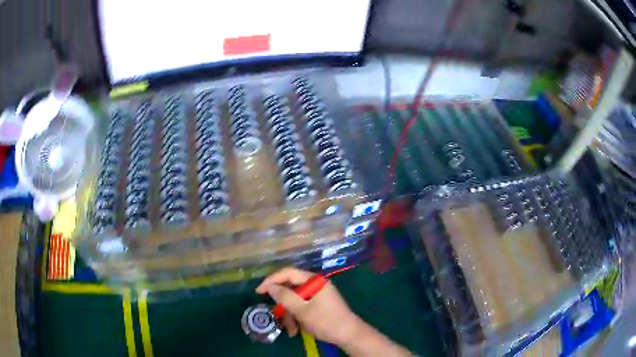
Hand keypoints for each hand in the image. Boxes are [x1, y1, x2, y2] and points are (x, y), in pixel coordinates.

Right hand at [255, 267, 360, 345]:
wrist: (349, 335)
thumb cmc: (326, 321)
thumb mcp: (302, 310)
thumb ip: (285, 297)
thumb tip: (270, 286)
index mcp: (314, 280)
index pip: (288, 273)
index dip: (271, 280)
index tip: (259, 291)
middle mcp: (315, 285)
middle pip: (291, 289)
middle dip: (283, 306)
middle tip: (277, 316)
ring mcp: (317, 295)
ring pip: (295, 301)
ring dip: (290, 316)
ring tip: (292, 330)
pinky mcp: (318, 305)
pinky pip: (302, 307)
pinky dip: (297, 318)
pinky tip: (297, 330)